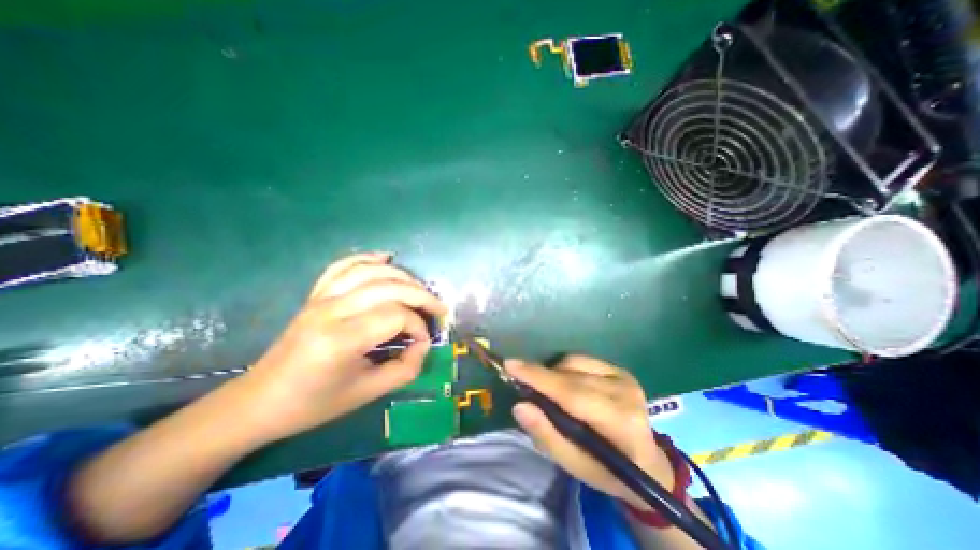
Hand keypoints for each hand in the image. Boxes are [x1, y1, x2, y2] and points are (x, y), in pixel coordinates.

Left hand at [241, 254, 446, 442]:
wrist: (260, 402)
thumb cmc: (314, 403)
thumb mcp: (367, 393)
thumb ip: (405, 368)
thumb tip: (423, 344)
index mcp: (341, 339)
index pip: (396, 316)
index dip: (418, 326)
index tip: (423, 342)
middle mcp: (331, 310)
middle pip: (388, 287)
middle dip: (421, 296)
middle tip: (438, 308)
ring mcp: (321, 298)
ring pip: (370, 271)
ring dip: (402, 276)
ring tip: (420, 289)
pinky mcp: (315, 295)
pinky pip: (343, 266)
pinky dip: (367, 258)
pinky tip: (386, 258)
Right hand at [506, 356, 673, 510]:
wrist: (648, 462)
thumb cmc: (609, 471)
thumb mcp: (575, 466)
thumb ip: (547, 435)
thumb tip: (520, 406)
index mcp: (620, 423)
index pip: (572, 394)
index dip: (539, 378)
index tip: (510, 365)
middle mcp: (625, 392)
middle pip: (570, 376)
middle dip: (540, 375)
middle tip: (519, 381)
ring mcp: (624, 377)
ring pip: (573, 363)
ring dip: (553, 374)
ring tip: (549, 393)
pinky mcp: (620, 369)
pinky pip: (581, 359)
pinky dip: (565, 369)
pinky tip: (565, 384)